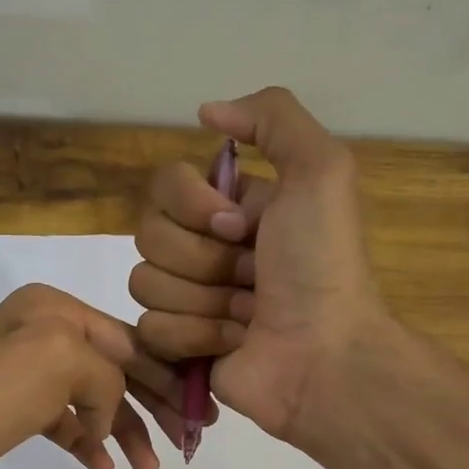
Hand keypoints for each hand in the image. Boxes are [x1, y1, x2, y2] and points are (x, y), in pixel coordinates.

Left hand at [0, 283, 205, 468]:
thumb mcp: (58, 362)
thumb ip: (106, 373)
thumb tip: (104, 415)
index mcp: (53, 308)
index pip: (129, 340)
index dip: (168, 375)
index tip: (200, 411)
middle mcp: (38, 332)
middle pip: (114, 368)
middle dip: (151, 404)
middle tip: (187, 439)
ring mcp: (20, 373)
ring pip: (91, 398)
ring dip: (121, 429)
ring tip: (146, 468)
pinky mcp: (6, 411)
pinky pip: (62, 421)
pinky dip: (85, 440)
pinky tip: (101, 464)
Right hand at [130, 86, 388, 442]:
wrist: (323, 355)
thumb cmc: (321, 265)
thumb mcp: (321, 170)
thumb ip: (273, 118)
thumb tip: (205, 113)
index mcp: (231, 209)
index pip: (164, 186)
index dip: (193, 206)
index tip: (240, 226)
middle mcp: (206, 250)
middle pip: (148, 235)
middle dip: (204, 259)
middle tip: (252, 276)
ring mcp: (189, 300)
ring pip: (145, 283)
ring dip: (204, 300)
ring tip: (248, 315)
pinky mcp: (178, 347)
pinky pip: (150, 328)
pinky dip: (196, 336)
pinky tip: (233, 343)